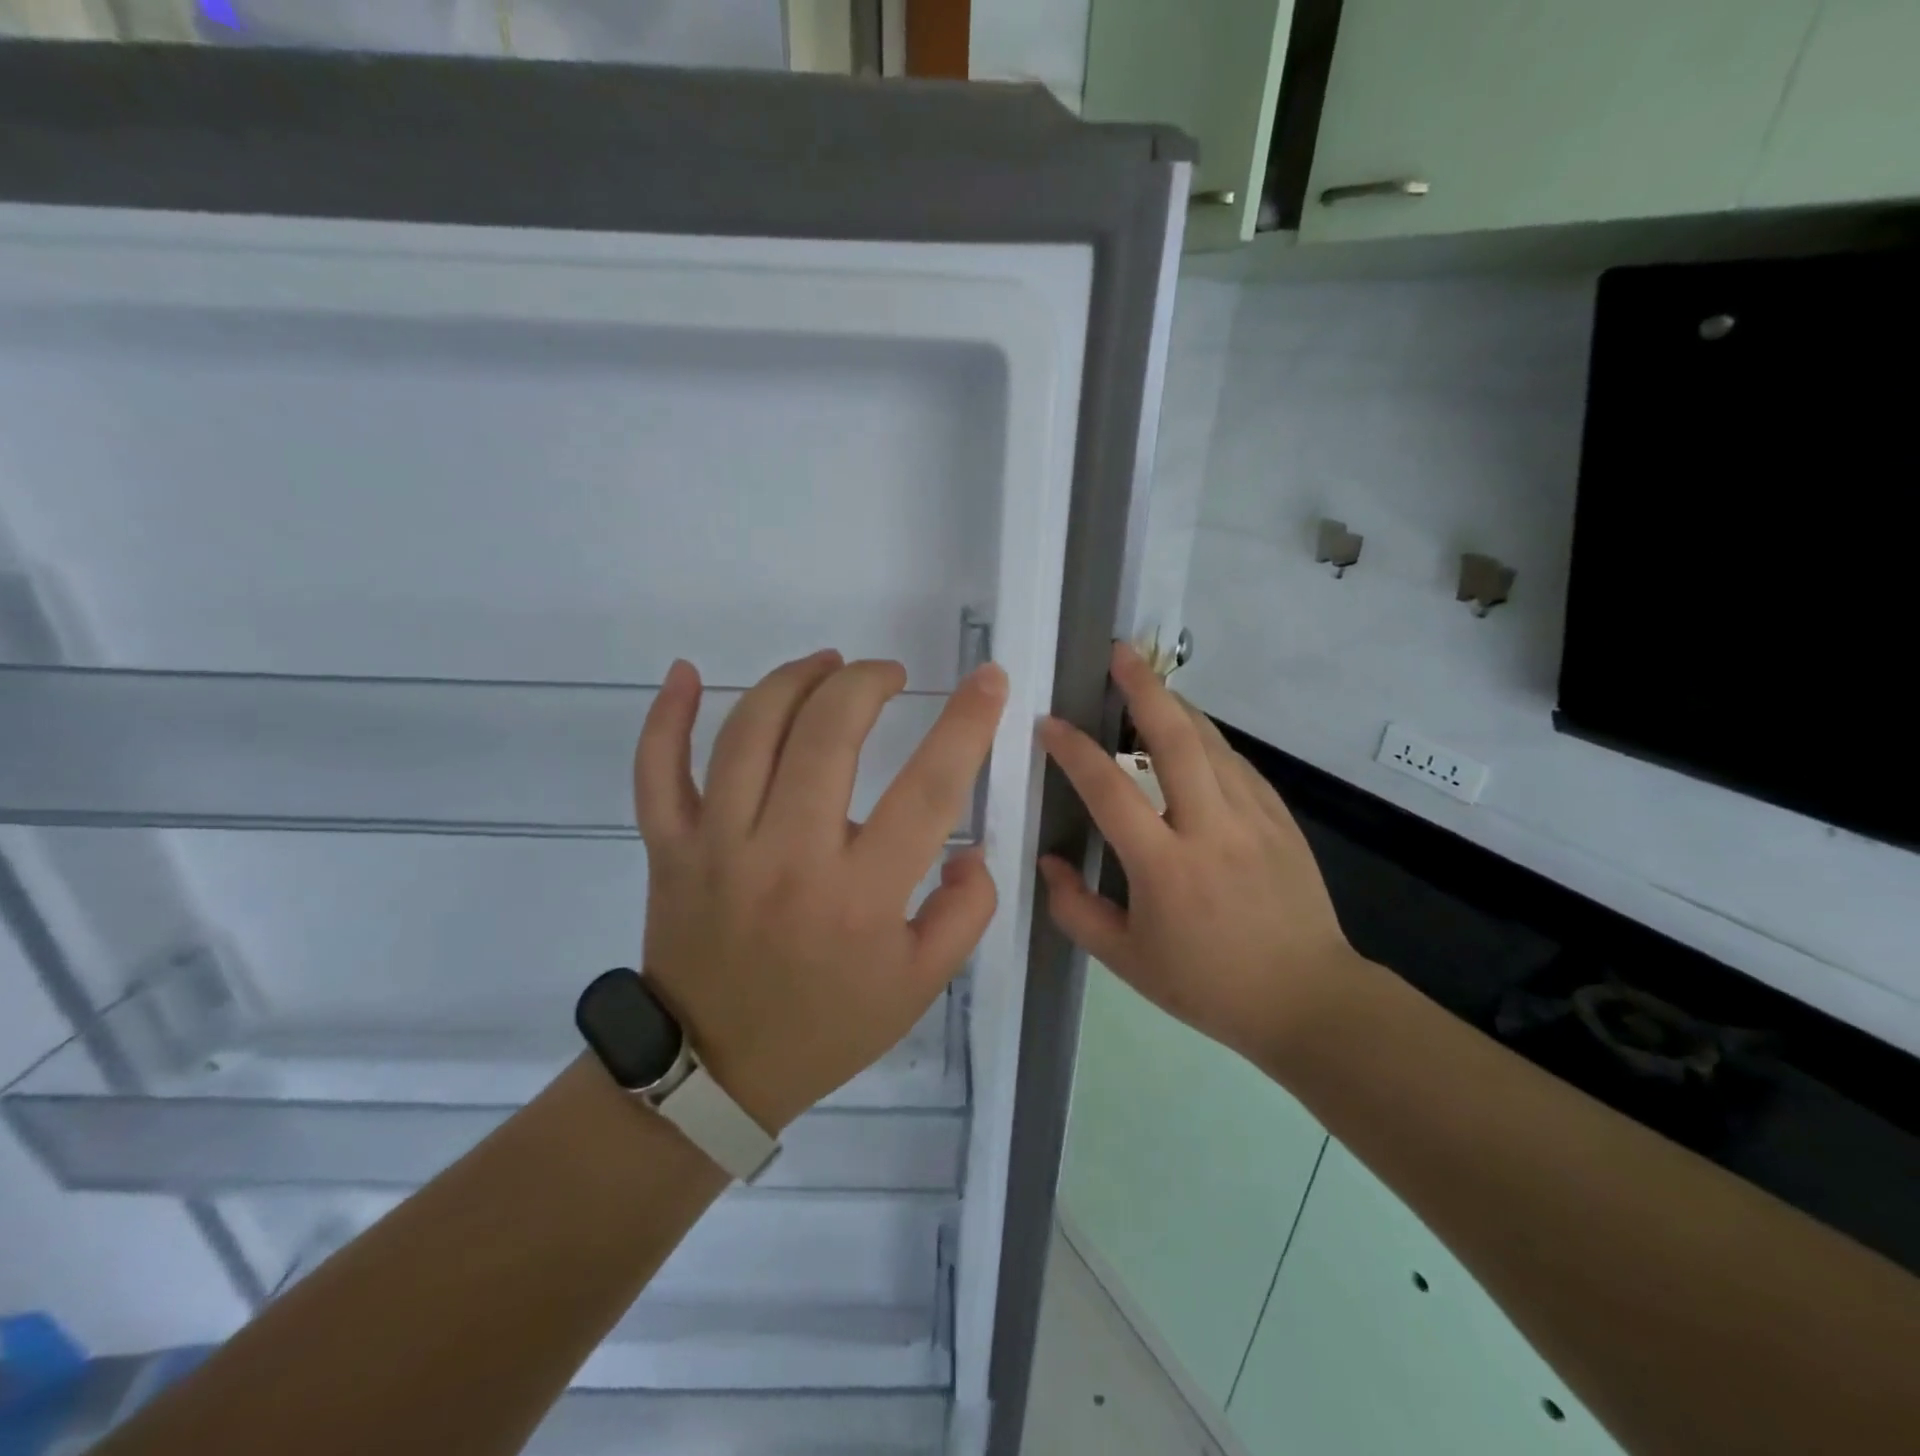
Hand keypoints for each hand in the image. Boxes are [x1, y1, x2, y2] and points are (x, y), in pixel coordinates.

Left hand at [634, 650, 1006, 1132]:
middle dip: (866, 683)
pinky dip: (666, 716)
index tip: (988, 679)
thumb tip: (970, 848)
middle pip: (827, 734)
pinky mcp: (668, 848)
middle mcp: (787, 857)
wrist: (715, 1071)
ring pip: (749, 733)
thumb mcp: (922, 985)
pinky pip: (656, 770)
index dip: (966, 724)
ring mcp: (717, 847)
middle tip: (887, 674)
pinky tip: (685, 673)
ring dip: (793, 680)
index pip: (928, 789)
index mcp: (860, 895)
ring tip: (826, 665)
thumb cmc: (827, 1025)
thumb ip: (967, 912)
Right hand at [1037, 643, 1359, 1062]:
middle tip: (1118, 653)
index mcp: (1165, 868)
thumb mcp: (1125, 961)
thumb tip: (1049, 861)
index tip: (1049, 723)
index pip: (1110, 791)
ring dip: (1176, 706)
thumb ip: (1075, 909)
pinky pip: (1237, 765)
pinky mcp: (1280, 820)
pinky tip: (1192, 735)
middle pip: (1176, 741)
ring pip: (1212, 743)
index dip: (1075, 751)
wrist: (1307, 1000)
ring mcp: (1254, 819)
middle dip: (1144, 689)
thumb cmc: (1208, 986)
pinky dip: (1208, 740)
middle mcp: (1210, 830)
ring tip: (1147, 684)